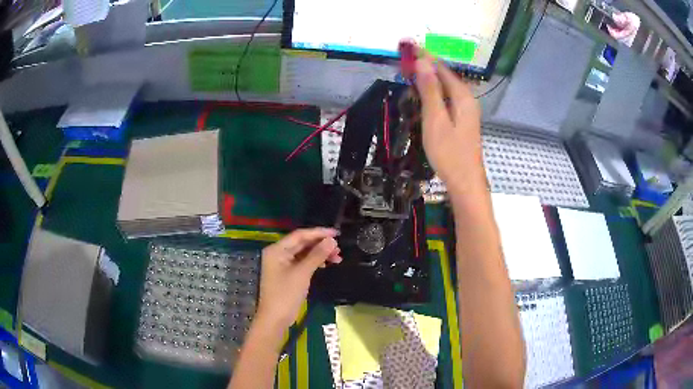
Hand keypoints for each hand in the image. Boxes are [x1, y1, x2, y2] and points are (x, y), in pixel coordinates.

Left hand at [255, 228, 341, 328]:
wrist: (275, 319)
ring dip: (319, 254)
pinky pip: (302, 262)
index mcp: (277, 250)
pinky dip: (314, 262)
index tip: (337, 233)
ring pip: (303, 253)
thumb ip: (317, 255)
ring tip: (337, 257)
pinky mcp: (287, 274)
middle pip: (302, 243)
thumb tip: (331, 240)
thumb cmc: (286, 295)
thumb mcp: (302, 273)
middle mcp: (278, 254)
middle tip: (339, 248)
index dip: (319, 233)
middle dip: (320, 244)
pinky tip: (326, 264)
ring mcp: (282, 264)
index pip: (300, 235)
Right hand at [414, 52, 484, 195]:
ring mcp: (466, 112)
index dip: (424, 56)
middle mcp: (467, 100)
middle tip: (404, 61)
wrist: (465, 183)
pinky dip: (433, 93)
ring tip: (409, 74)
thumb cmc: (449, 153)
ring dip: (428, 79)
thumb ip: (430, 90)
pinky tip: (423, 96)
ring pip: (446, 88)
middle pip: (445, 76)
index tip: (407, 47)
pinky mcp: (462, 121)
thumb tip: (422, 62)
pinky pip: (447, 99)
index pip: (441, 68)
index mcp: (462, 96)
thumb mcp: (436, 120)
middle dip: (425, 66)